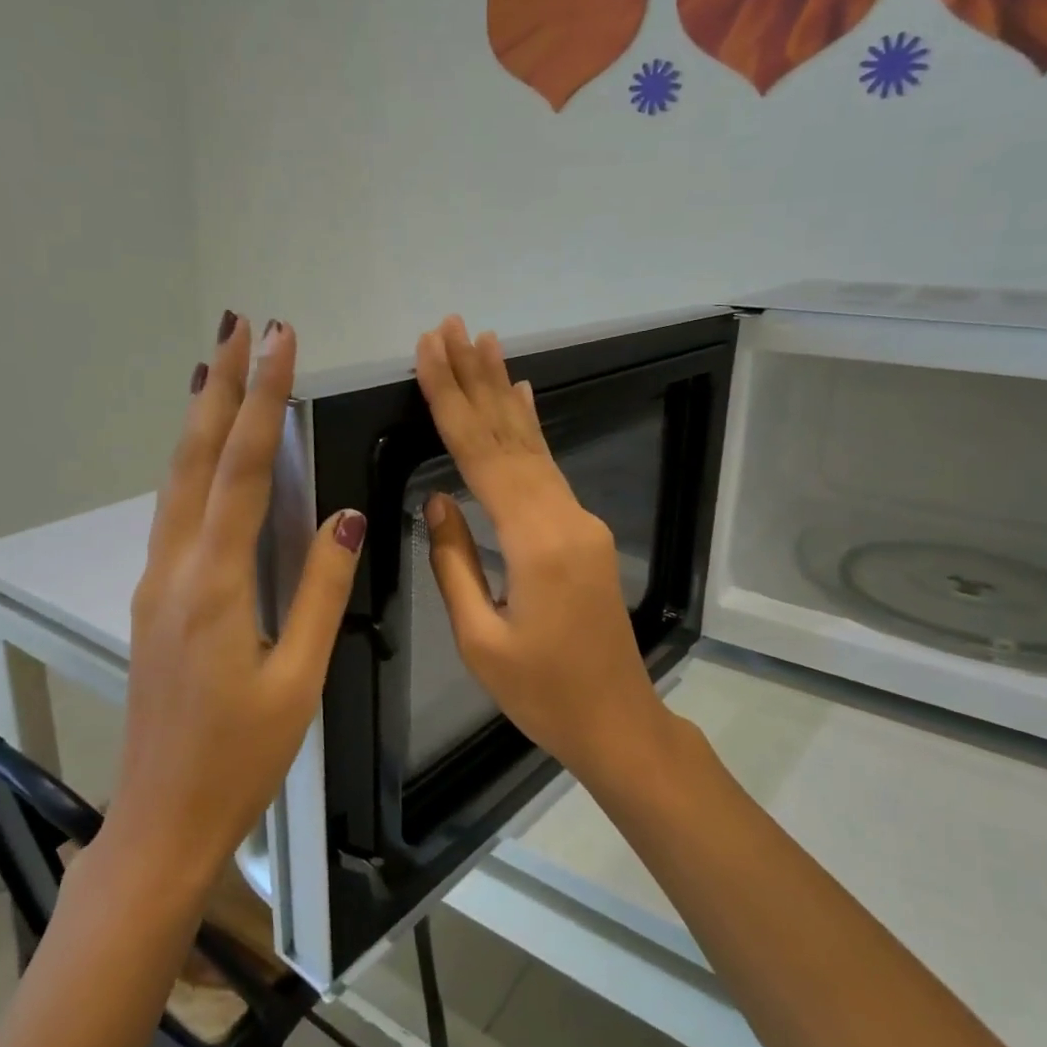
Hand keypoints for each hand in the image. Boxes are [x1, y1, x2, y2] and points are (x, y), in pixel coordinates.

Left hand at [109, 313, 365, 884]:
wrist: (162, 818)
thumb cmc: (241, 757)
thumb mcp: (298, 677)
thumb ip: (319, 589)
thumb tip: (346, 515)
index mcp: (212, 584)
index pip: (239, 469)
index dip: (261, 400)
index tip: (279, 341)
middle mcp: (173, 569)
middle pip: (194, 457)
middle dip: (219, 385)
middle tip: (237, 325)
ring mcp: (156, 582)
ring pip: (176, 480)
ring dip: (200, 418)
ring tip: (220, 366)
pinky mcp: (155, 598)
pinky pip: (174, 510)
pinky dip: (192, 463)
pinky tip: (206, 451)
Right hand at [413, 316, 668, 783]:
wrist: (619, 722)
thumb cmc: (543, 695)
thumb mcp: (481, 640)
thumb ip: (455, 561)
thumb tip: (438, 498)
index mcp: (536, 544)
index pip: (481, 456)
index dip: (451, 400)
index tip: (428, 351)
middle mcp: (564, 517)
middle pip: (510, 436)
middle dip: (475, 378)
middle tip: (450, 325)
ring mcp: (580, 521)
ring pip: (533, 444)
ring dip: (503, 391)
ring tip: (483, 341)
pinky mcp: (583, 532)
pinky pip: (549, 467)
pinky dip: (531, 427)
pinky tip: (523, 396)